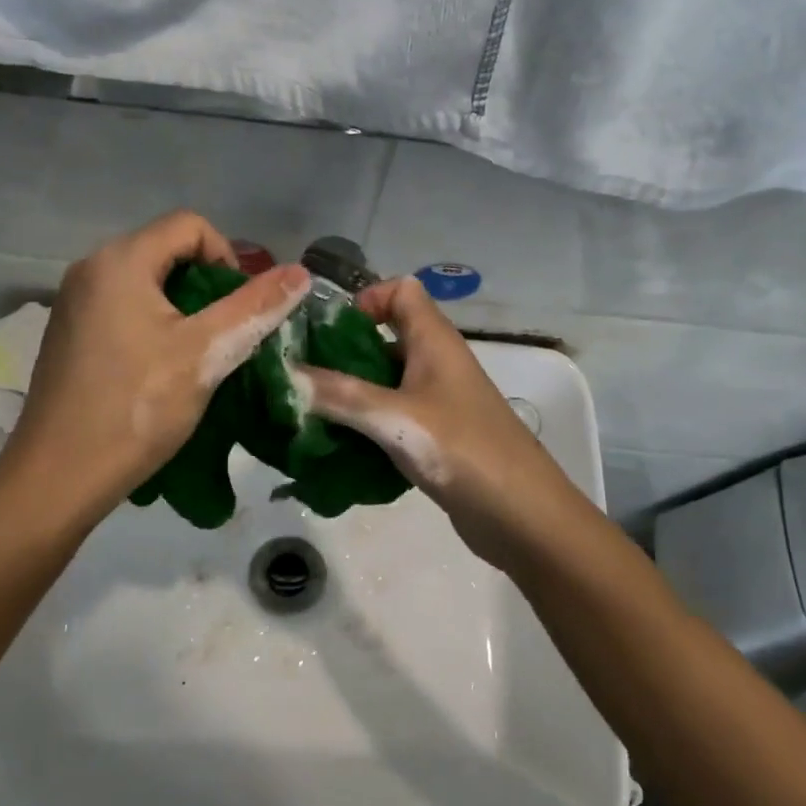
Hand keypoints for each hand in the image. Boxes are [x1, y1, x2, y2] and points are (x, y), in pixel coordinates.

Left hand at [0, 212, 308, 529]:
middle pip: (168, 251)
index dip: (228, 257)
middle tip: (226, 334)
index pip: (190, 225)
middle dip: (208, 286)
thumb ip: (255, 307)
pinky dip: (155, 326)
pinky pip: (124, 309)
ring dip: (185, 310)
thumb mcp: (206, 353)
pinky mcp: (70, 334)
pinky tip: (162, 370)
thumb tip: (301, 272)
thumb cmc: (136, 408)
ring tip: (200, 355)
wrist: (59, 477)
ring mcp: (74, 303)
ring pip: (148, 284)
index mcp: (120, 261)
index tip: (240, 308)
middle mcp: (91, 269)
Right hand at [299, 276, 585, 565]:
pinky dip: (365, 425)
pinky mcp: (435, 437)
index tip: (327, 332)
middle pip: (385, 337)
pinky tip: (337, 446)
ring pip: (385, 382)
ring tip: (307, 413)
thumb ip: (338, 395)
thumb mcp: (393, 418)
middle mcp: (436, 363)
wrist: (522, 515)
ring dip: (349, 393)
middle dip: (342, 352)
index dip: (365, 299)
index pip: (401, 291)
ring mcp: (437, 401)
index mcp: (434, 341)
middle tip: (300, 377)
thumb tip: (284, 373)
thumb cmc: (461, 449)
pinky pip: (391, 417)